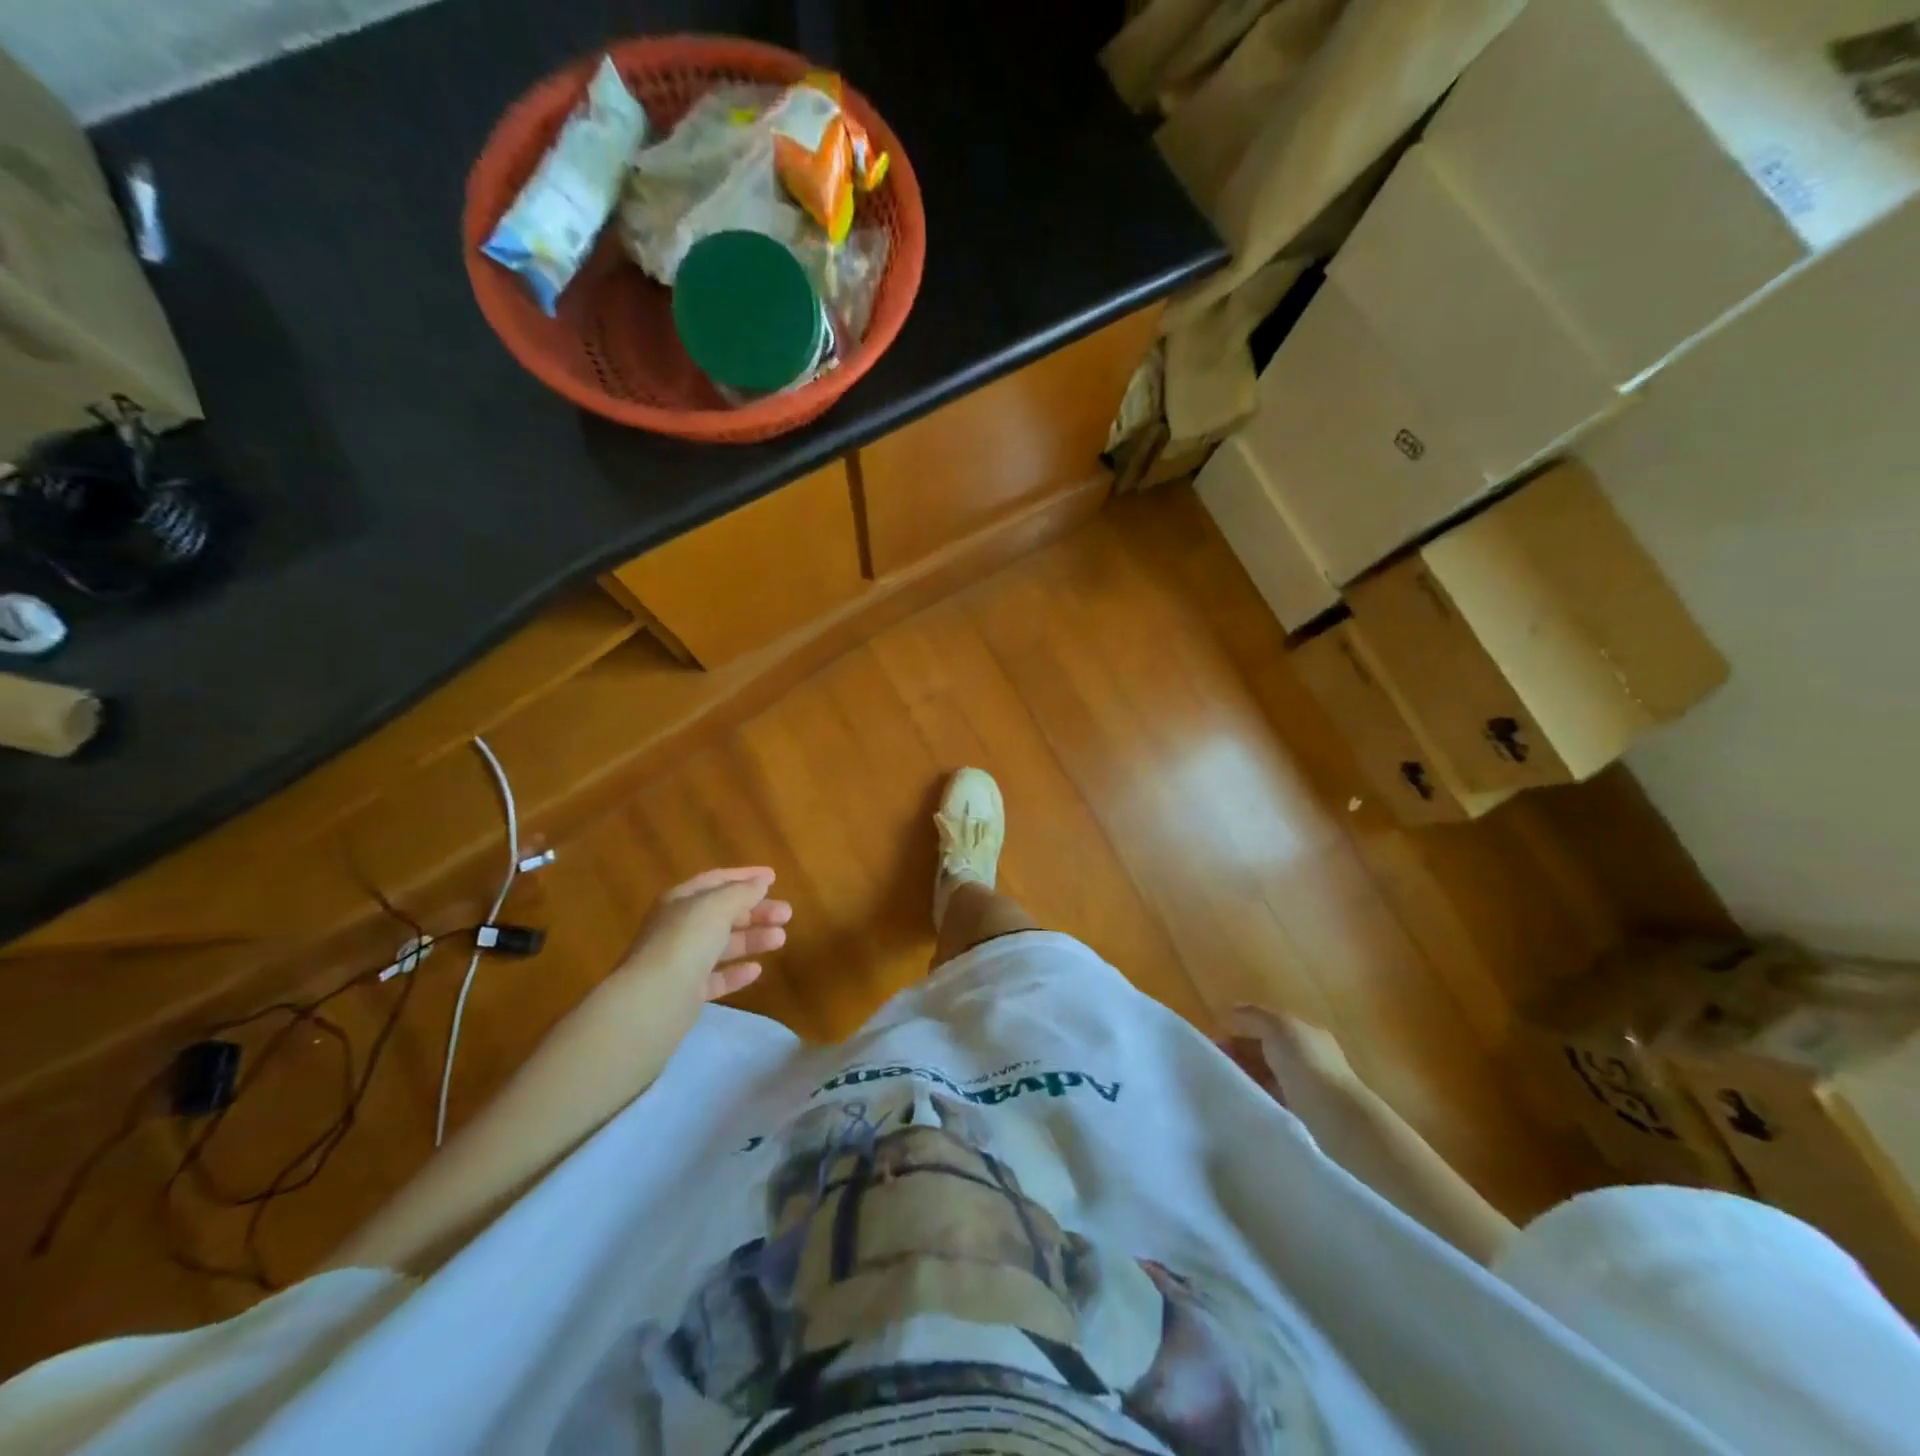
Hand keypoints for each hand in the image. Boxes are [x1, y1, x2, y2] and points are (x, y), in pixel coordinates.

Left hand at [618, 867, 792, 1010]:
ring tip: (780, 940)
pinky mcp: (686, 992)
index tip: (774, 878)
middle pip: (723, 913)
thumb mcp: (716, 906)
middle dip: (756, 911)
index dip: (745, 877)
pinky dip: (736, 972)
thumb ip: (742, 892)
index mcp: (680, 901)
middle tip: (786, 914)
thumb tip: (761, 882)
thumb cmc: (686, 941)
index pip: (716, 881)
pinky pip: (716, 977)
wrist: (654, 1000)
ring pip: (723, 945)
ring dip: (752, 939)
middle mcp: (678, 928)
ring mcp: (681, 961)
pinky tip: (756, 970)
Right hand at [1221, 1006, 1366, 1127]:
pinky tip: (1244, 1096)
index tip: (1217, 1037)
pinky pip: (1272, 1095)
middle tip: (1217, 1059)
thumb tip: (1230, 1011)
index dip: (1242, 1026)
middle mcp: (1309, 1056)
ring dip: (1247, 1072)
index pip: (1269, 1023)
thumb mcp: (1277, 1027)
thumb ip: (1253, 1016)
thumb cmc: (1306, 1065)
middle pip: (1267, 1048)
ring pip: (1268, 1073)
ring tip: (1225, 1079)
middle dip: (1241, 1050)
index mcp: (1306, 1032)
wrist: (1336, 1118)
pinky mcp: (1304, 1112)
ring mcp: (1308, 1085)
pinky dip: (1257, 1092)